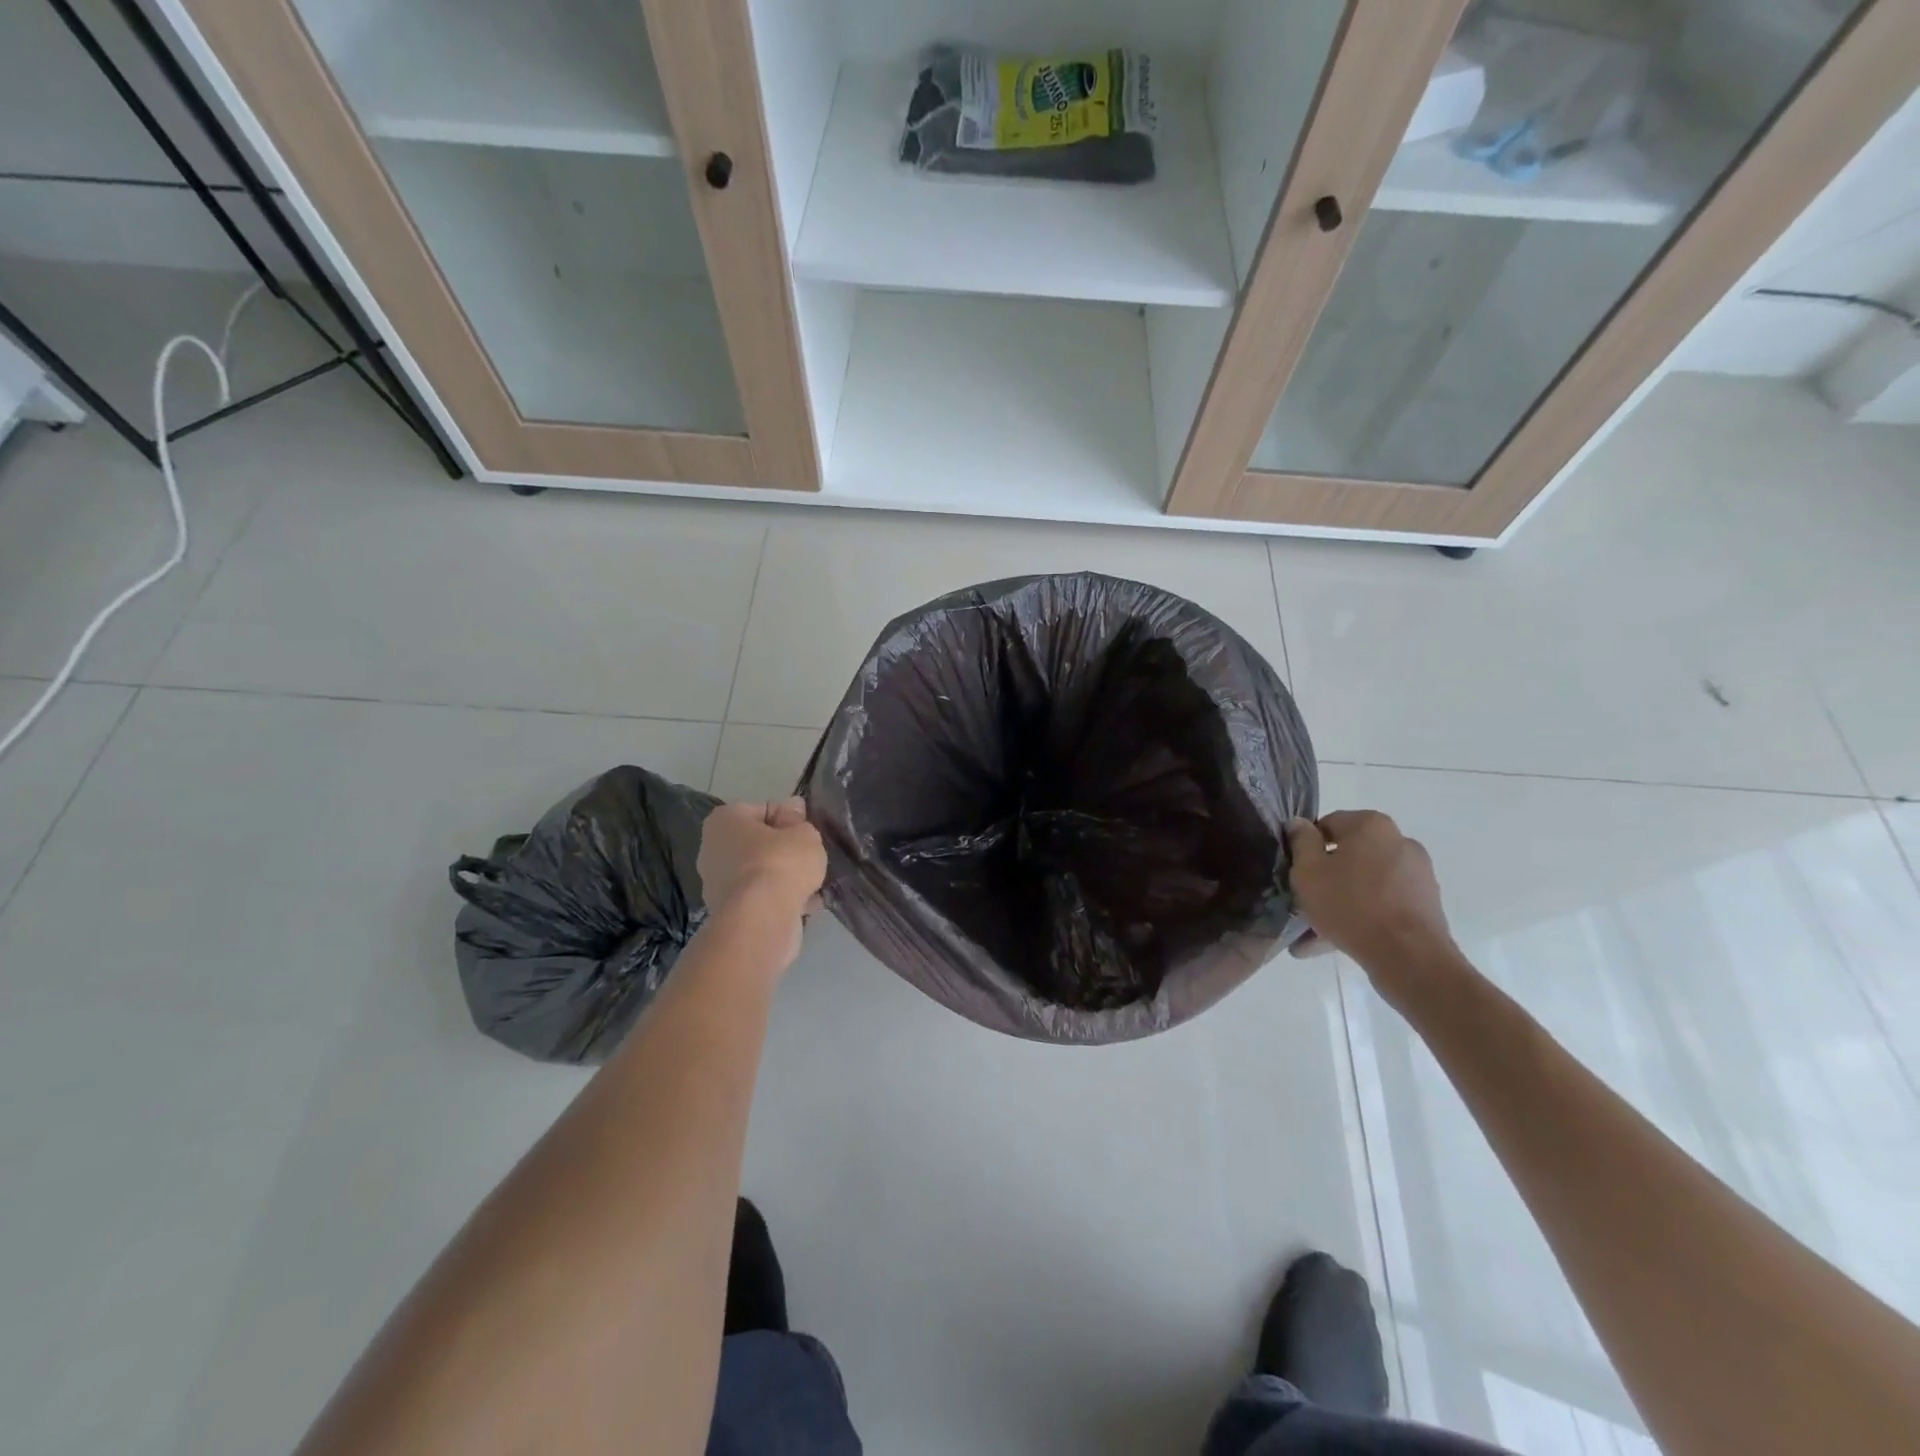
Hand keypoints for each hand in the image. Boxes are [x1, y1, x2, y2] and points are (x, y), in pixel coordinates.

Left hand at [697, 800, 825, 964]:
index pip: (764, 810)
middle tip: (810, 858)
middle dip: (784, 851)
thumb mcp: (804, 833)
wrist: (761, 920)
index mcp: (724, 820)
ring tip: (812, 884)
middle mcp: (712, 849)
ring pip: (760, 873)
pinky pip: (760, 898)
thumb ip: (799, 821)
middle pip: (759, 843)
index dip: (790, 819)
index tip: (807, 832)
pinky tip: (804, 905)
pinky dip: (779, 900)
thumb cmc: (780, 863)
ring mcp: (716, 884)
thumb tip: (793, 808)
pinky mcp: (728, 913)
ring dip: (783, 878)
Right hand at [1286, 811, 1456, 974]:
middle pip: (1349, 856)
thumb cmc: (1350, 905)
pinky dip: (1362, 916)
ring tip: (1315, 933)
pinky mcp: (1426, 904)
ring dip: (1341, 901)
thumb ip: (1301, 841)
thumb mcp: (1309, 871)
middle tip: (1304, 903)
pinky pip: (1383, 903)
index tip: (1296, 872)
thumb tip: (1298, 823)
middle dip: (1325, 878)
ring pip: (1365, 883)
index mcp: (1371, 825)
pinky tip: (1338, 941)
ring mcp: (1417, 874)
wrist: (1408, 956)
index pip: (1328, 824)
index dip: (1306, 847)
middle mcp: (1400, 842)